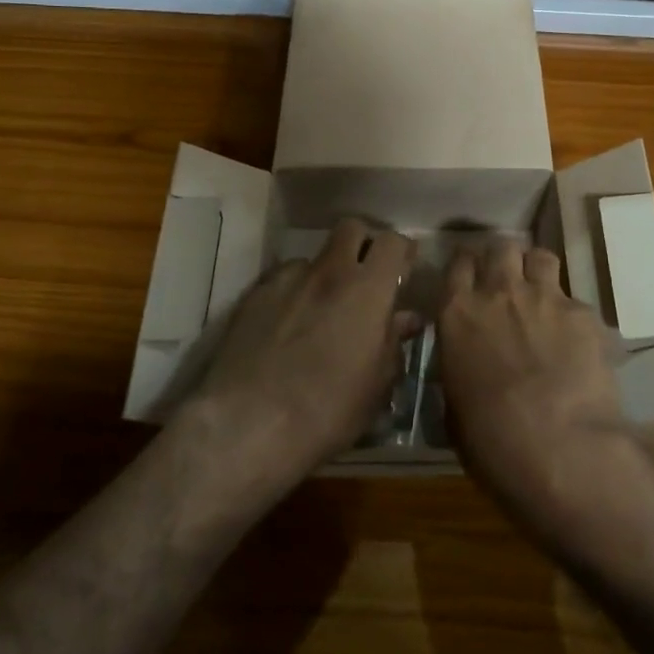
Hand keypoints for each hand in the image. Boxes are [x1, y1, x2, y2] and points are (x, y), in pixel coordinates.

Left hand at [182, 218, 416, 487]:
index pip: (392, 242)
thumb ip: (393, 343)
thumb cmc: (327, 411)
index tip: (405, 269)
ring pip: (314, 257)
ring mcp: (287, 279)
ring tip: (321, 309)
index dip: (402, 251)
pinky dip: (293, 293)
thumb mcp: (375, 386)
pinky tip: (287, 324)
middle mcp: (328, 272)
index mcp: (367, 290)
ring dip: (325, 274)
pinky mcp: (254, 294)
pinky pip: (282, 280)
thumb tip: (405, 319)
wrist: (247, 424)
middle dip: (363, 244)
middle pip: (351, 228)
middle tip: (366, 277)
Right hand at [437, 239, 631, 521]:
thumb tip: (465, 367)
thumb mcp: (454, 406)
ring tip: (540, 293)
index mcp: (458, 313)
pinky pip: (575, 299)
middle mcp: (499, 292)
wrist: (559, 451)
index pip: (458, 263)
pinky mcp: (583, 314)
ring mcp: (544, 298)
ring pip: (539, 257)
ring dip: (536, 270)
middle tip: (505, 282)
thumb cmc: (492, 441)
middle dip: (503, 259)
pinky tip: (576, 340)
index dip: (466, 265)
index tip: (470, 275)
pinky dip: (571, 314)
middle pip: (500, 248)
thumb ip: (458, 369)